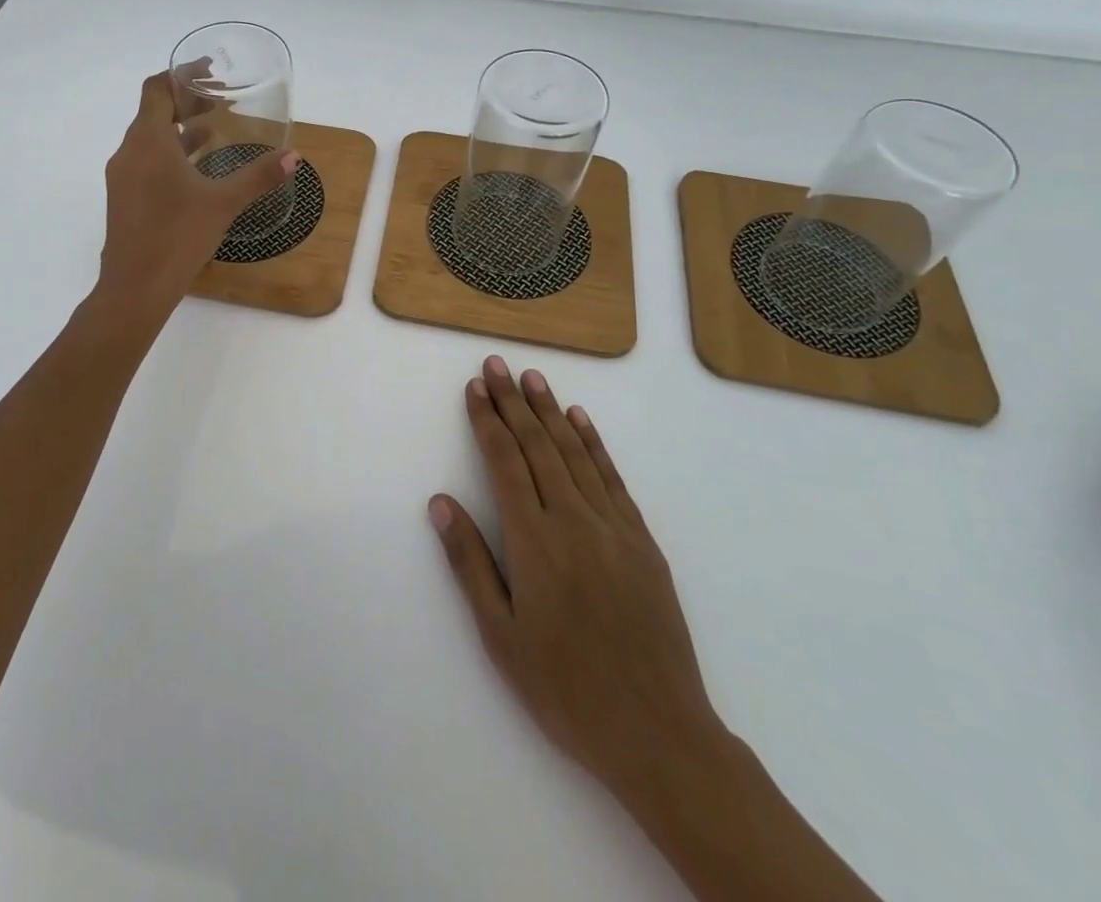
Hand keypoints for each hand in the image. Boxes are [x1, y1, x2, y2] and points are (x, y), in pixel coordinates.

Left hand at [95, 71, 295, 317]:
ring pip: (151, 137)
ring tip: (216, 126)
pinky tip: (198, 166)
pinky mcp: (125, 197)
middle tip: (221, 99)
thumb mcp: (223, 203)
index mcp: (148, 142)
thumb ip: (258, 176)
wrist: (135, 288)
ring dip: (180, 127)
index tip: (209, 71)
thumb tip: (293, 156)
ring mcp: (123, 176)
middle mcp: (129, 152)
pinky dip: (172, 152)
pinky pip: (148, 160)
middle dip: (187, 101)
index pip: (156, 89)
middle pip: (154, 111)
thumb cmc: (177, 237)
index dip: (181, 74)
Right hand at [429, 357, 723, 814]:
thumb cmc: (566, 689)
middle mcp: (574, 520)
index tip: (475, 388)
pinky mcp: (642, 542)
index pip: (504, 462)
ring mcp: (614, 528)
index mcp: (535, 541)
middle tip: (497, 365)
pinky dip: (594, 444)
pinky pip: (613, 479)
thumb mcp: (501, 636)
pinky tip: (580, 421)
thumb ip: (470, 563)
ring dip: (551, 411)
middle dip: (514, 402)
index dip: (487, 420)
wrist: (660, 735)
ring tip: (533, 378)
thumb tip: (441, 503)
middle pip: (538, 446)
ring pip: (575, 453)